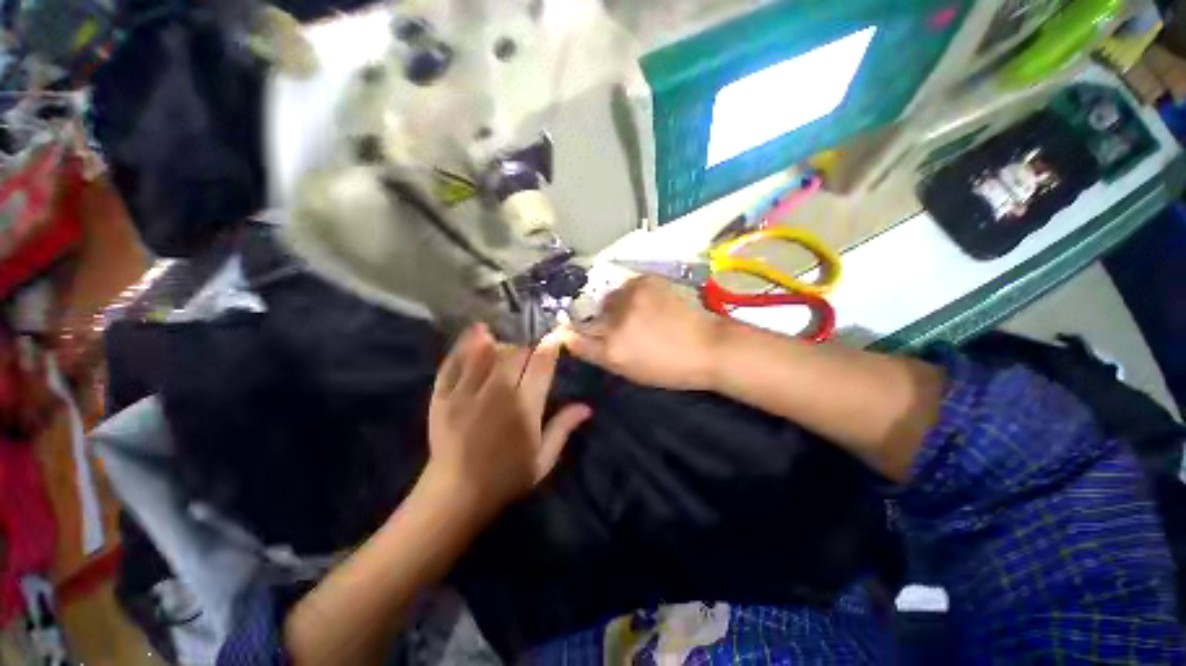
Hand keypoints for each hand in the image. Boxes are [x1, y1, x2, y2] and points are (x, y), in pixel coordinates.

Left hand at [425, 324, 591, 517]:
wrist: (456, 495)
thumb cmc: (507, 477)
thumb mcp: (543, 459)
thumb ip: (564, 428)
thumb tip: (587, 407)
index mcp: (525, 407)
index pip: (541, 366)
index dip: (549, 347)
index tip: (554, 337)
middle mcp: (497, 393)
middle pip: (514, 353)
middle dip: (525, 346)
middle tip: (528, 351)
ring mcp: (466, 393)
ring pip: (486, 353)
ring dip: (498, 341)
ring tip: (502, 335)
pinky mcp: (443, 397)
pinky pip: (454, 363)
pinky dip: (465, 346)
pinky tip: (476, 333)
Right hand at [560, 276, 723, 390]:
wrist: (709, 346)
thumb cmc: (671, 368)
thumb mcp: (631, 371)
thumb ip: (601, 355)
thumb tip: (579, 338)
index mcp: (612, 351)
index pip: (574, 338)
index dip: (570, 334)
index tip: (568, 331)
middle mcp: (616, 323)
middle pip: (590, 318)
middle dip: (597, 322)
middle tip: (618, 326)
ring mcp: (630, 299)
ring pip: (609, 299)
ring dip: (616, 306)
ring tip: (638, 313)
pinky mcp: (646, 281)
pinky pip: (627, 286)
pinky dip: (634, 294)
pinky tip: (651, 303)